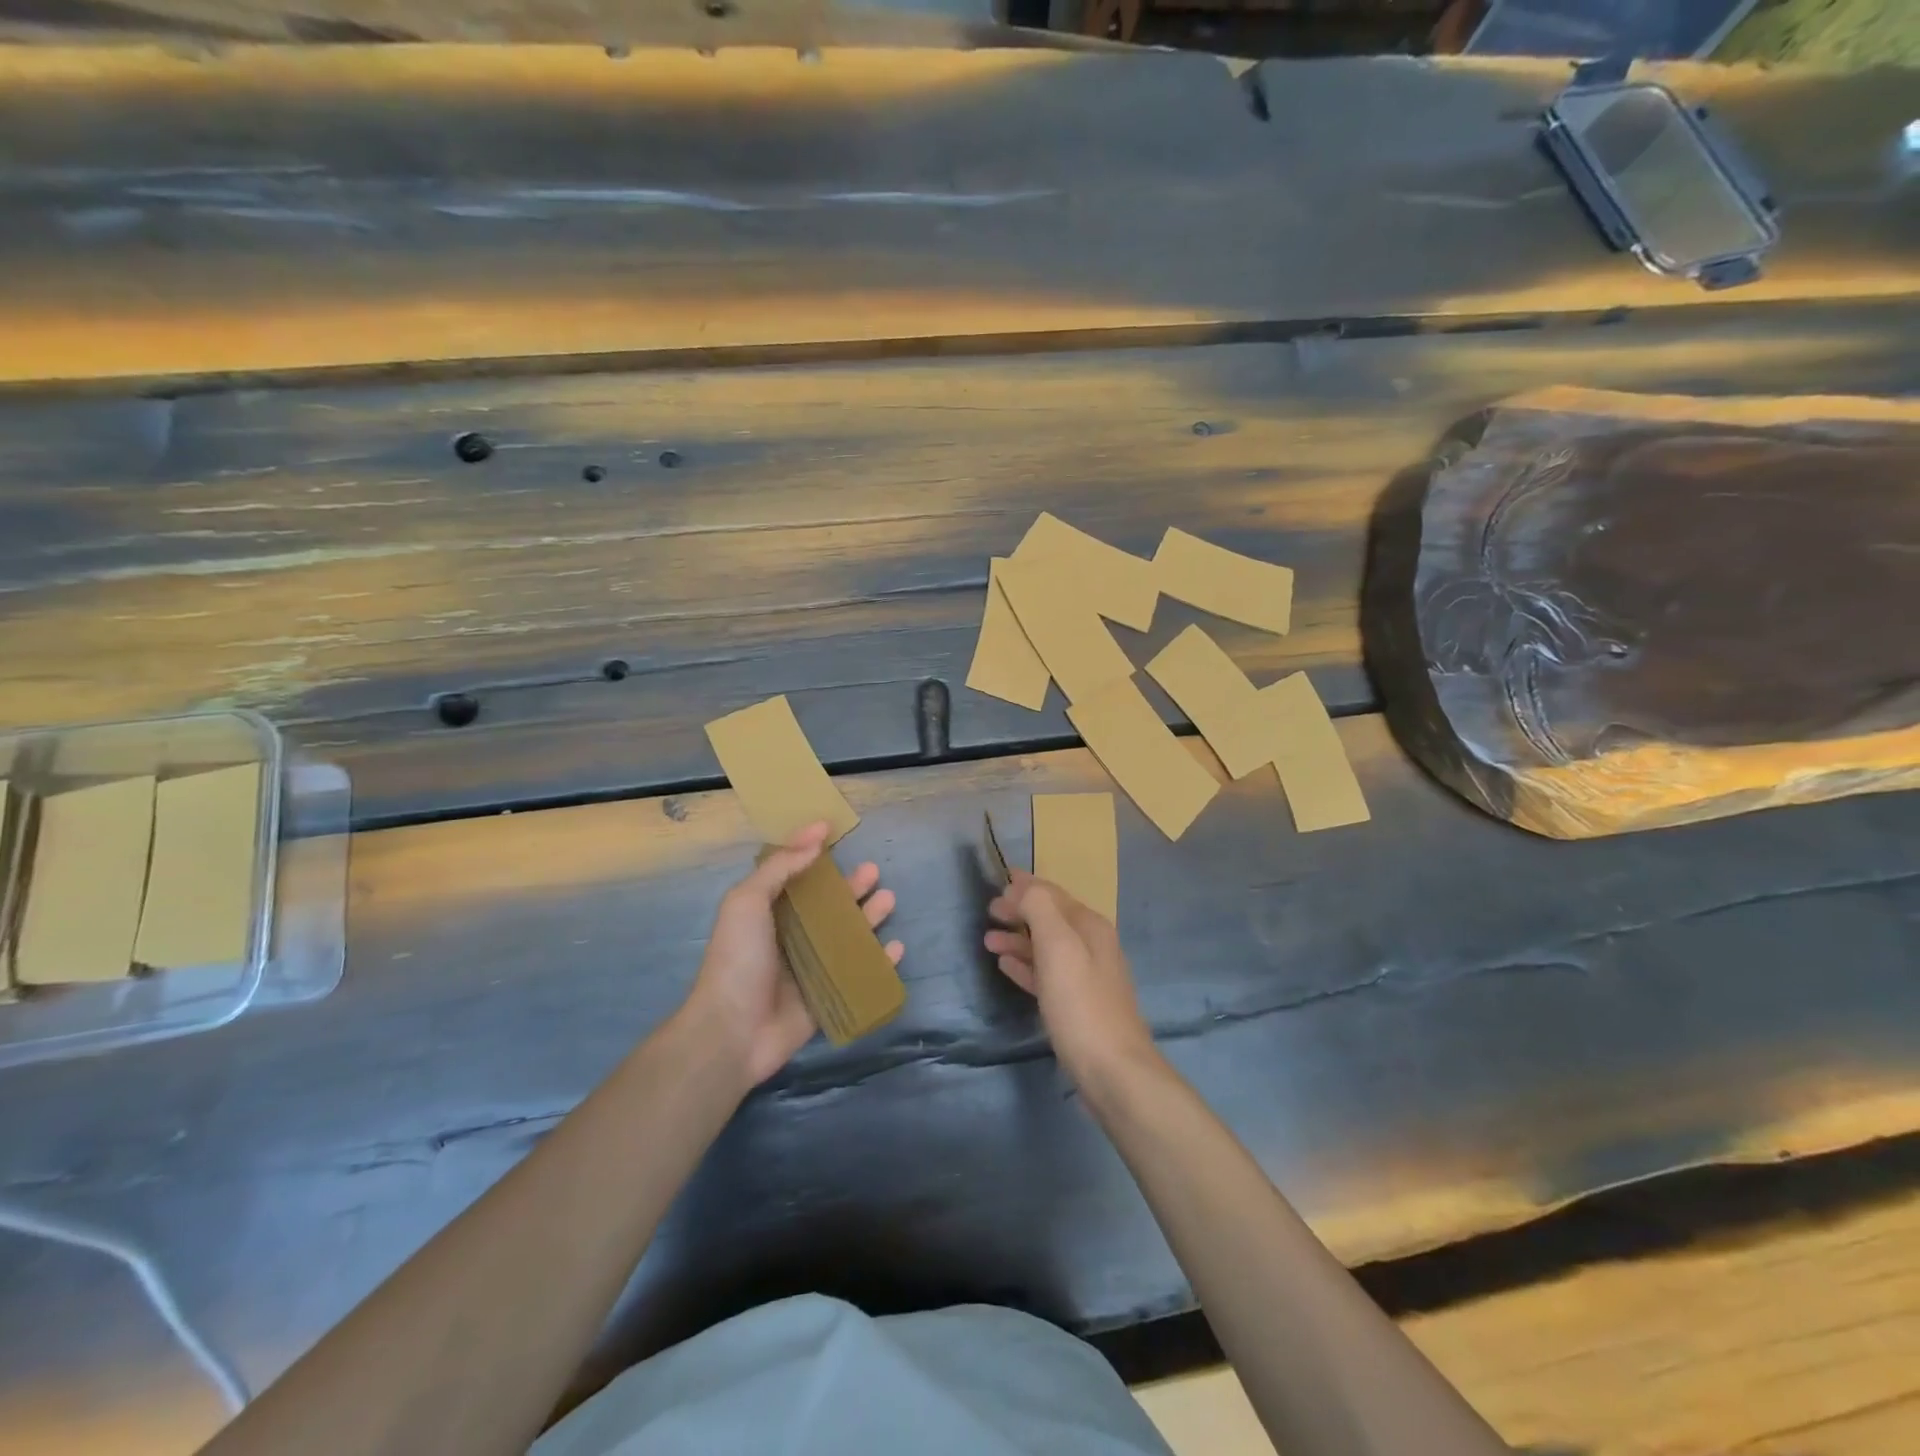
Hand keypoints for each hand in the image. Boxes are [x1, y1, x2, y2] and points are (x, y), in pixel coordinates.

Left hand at [689, 821, 902, 1087]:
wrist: (734, 1031)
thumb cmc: (738, 959)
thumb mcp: (748, 902)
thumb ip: (780, 867)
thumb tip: (814, 835)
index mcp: (768, 911)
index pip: (795, 874)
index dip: (812, 852)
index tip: (833, 830)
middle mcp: (791, 935)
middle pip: (828, 904)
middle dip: (851, 887)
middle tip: (873, 870)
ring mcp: (811, 966)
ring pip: (847, 935)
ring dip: (869, 917)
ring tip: (889, 899)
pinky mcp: (828, 995)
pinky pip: (859, 973)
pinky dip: (879, 961)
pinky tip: (896, 948)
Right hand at [984, 870, 1155, 1082]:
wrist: (1113, 1070)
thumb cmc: (1080, 1003)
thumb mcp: (1058, 945)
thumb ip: (1039, 908)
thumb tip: (1022, 888)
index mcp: (1090, 926)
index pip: (1053, 894)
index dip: (1025, 887)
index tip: (998, 884)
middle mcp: (1092, 945)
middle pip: (1050, 918)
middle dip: (1020, 912)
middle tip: (989, 913)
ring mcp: (1087, 976)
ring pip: (1047, 947)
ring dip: (1018, 939)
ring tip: (988, 942)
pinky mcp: (1079, 1005)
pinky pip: (1047, 973)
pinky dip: (1026, 965)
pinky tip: (1006, 967)